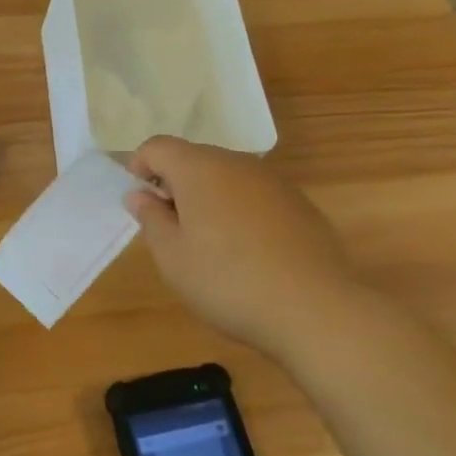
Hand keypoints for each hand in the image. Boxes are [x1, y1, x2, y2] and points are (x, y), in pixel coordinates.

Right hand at [127, 136, 382, 361]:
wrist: (316, 309)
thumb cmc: (228, 281)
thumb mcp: (172, 257)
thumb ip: (150, 219)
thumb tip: (139, 194)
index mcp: (198, 169)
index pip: (157, 146)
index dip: (140, 166)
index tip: (140, 202)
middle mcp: (236, 164)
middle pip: (194, 159)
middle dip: (175, 184)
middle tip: (171, 229)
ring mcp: (273, 182)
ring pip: (227, 177)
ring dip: (209, 199)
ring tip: (210, 245)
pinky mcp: (300, 205)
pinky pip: (256, 197)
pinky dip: (241, 212)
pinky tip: (248, 254)